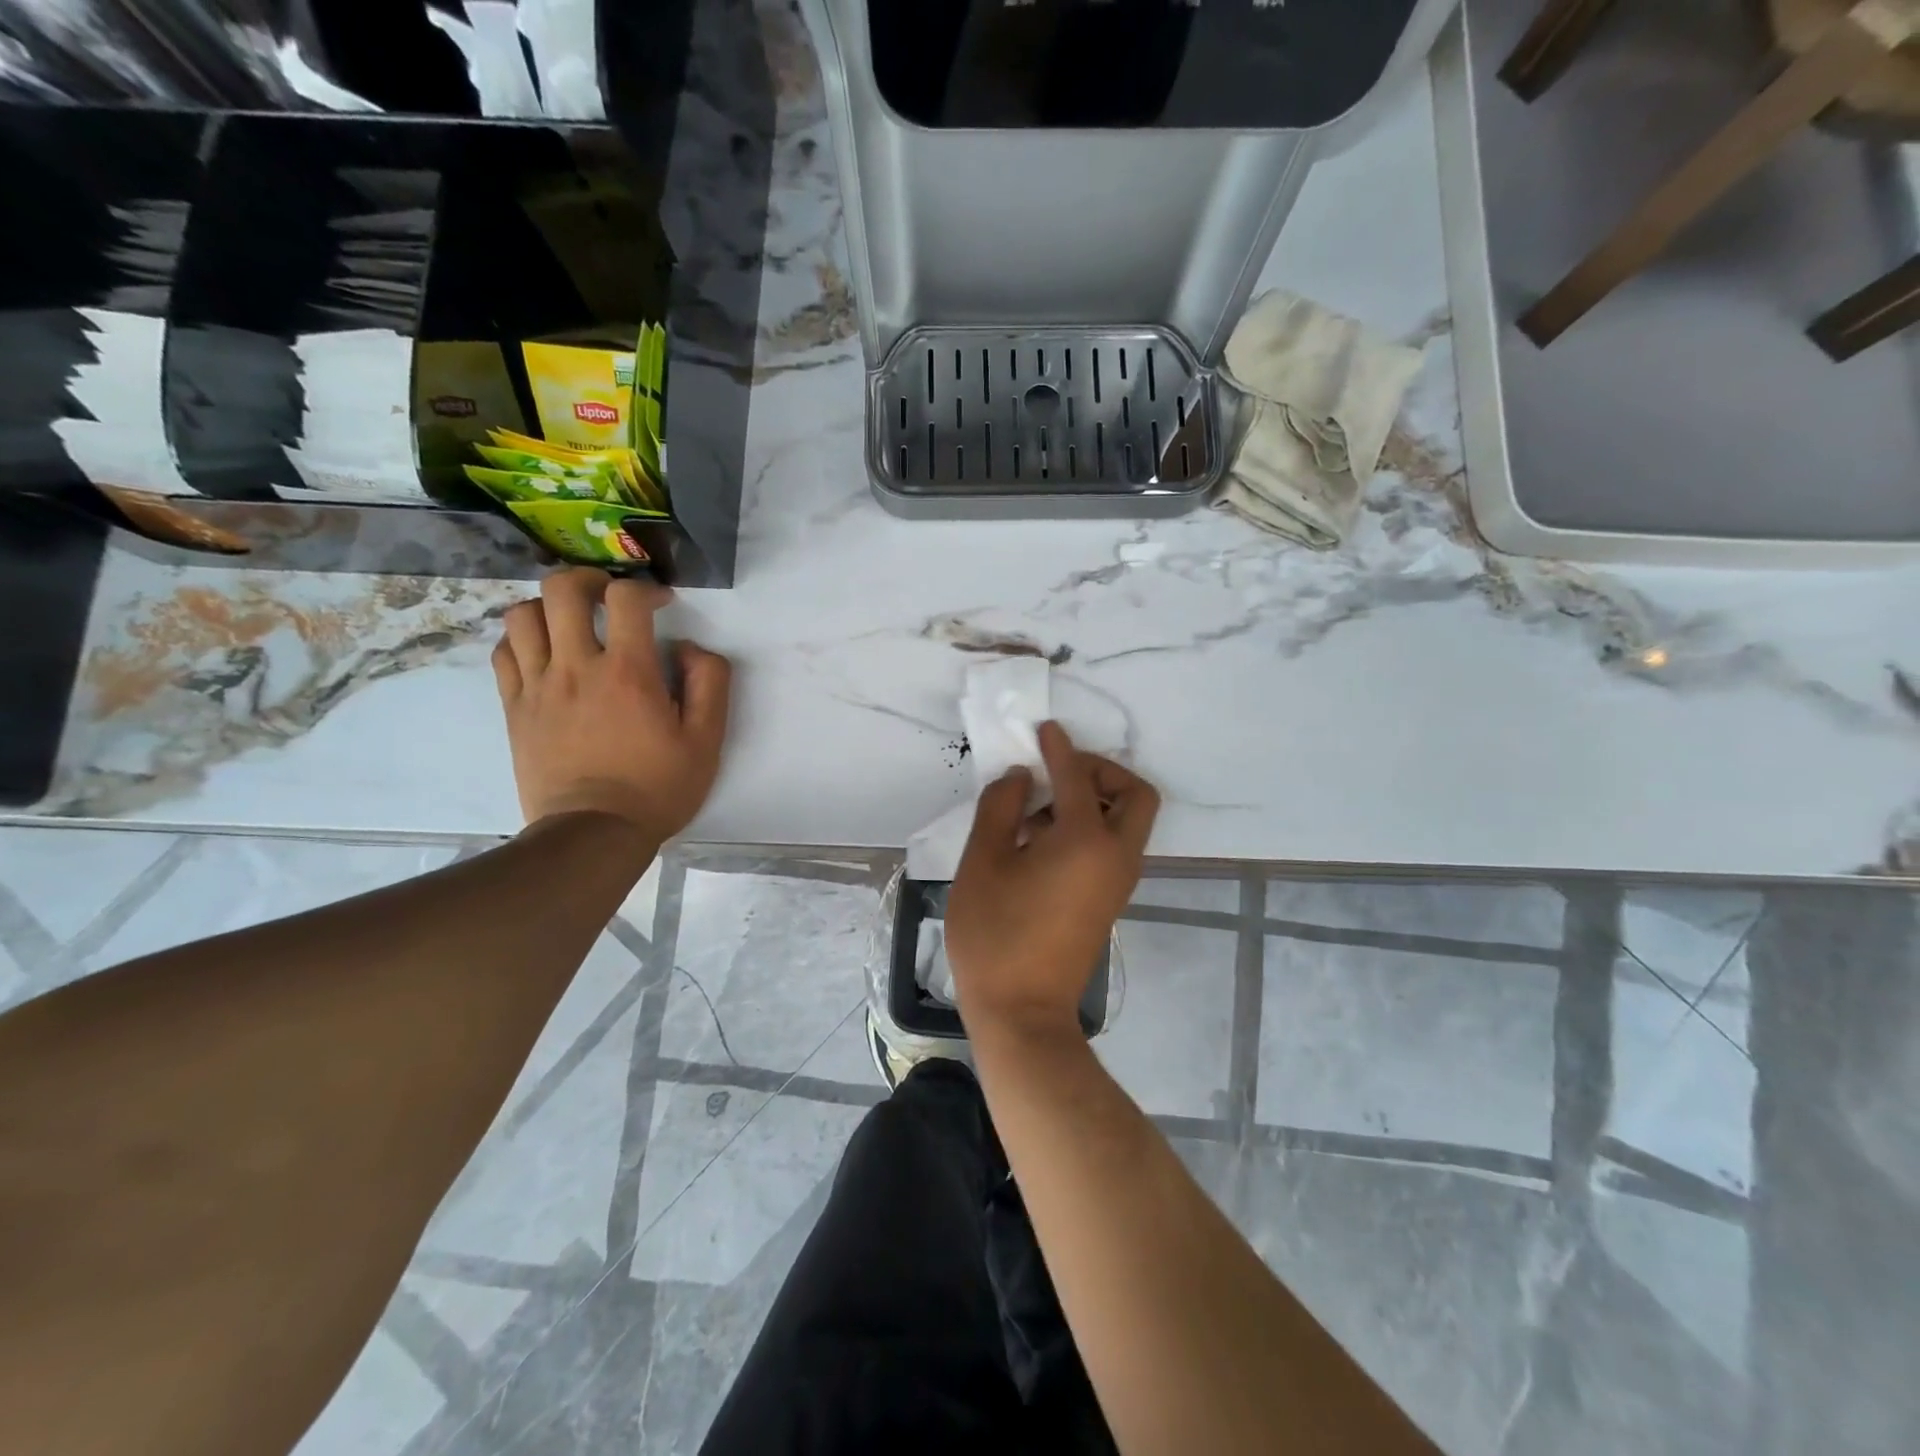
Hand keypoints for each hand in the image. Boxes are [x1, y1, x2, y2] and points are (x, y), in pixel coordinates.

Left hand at [493, 568, 731, 843]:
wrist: (593, 834)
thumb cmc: (657, 788)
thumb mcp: (706, 740)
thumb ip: (709, 683)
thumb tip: (689, 648)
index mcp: (628, 672)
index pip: (626, 598)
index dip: (646, 589)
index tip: (660, 605)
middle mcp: (576, 667)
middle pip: (562, 589)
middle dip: (589, 579)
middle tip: (608, 596)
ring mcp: (537, 686)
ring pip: (523, 615)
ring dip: (549, 606)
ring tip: (572, 622)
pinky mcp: (515, 707)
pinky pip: (503, 652)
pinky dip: (522, 639)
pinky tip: (544, 652)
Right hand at [946, 722, 1159, 1043]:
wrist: (1022, 1012)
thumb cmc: (995, 934)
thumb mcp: (983, 862)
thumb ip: (1001, 807)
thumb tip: (1022, 777)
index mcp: (1087, 840)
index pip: (1078, 776)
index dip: (1059, 748)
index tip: (1044, 729)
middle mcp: (1116, 856)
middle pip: (1134, 795)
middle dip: (1102, 772)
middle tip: (1059, 772)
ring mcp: (1118, 881)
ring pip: (1126, 821)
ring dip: (1093, 801)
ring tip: (1035, 812)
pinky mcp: (1109, 900)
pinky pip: (1112, 846)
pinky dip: (1089, 828)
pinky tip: (1040, 841)